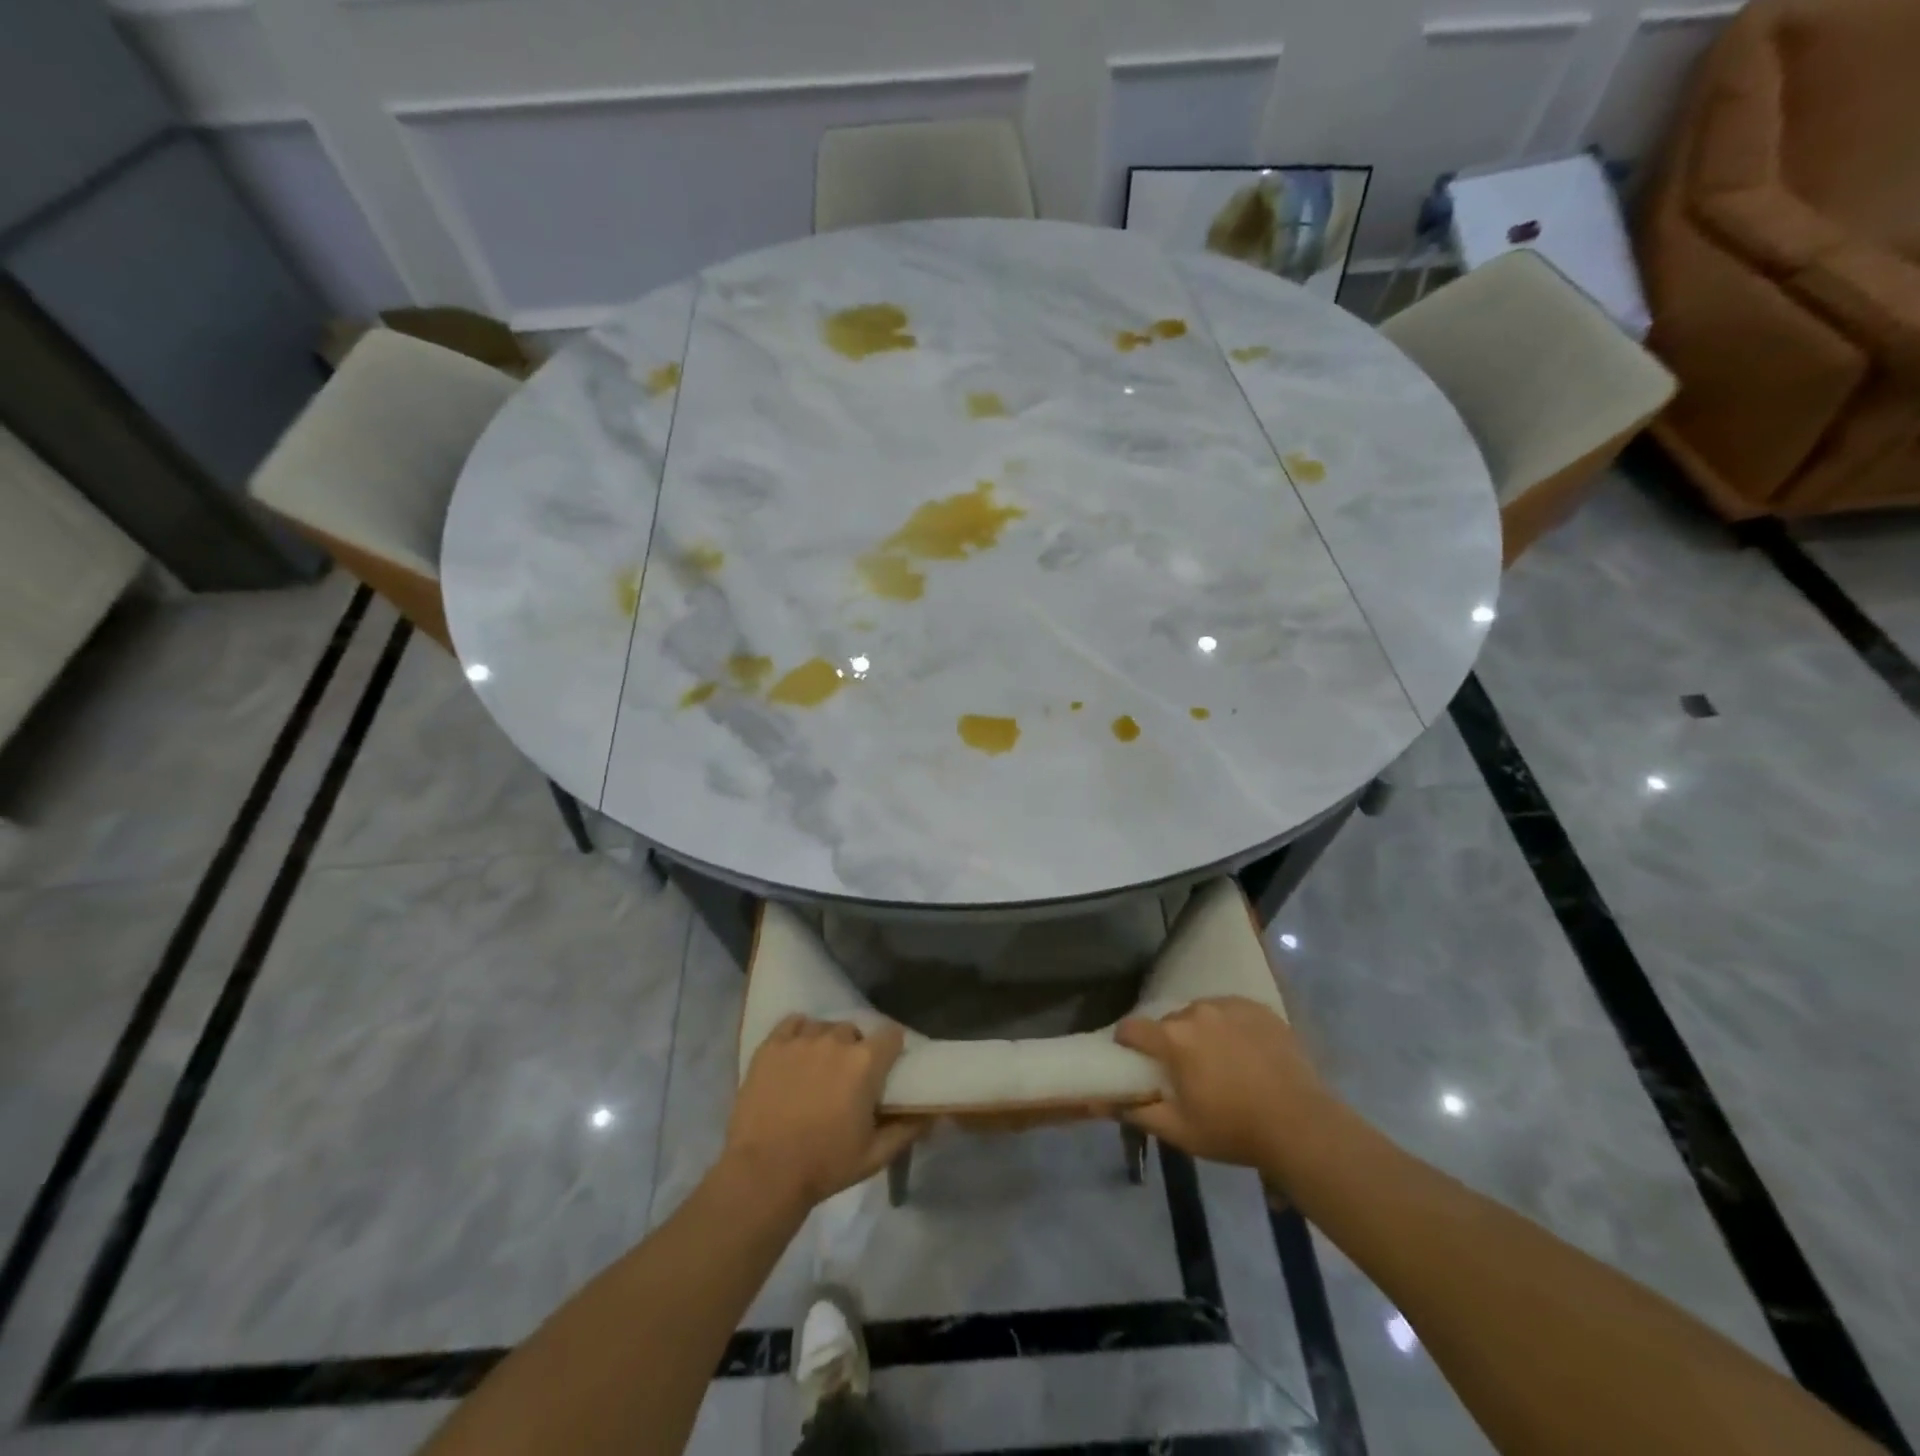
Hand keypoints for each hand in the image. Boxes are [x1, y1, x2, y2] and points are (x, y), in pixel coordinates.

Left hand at [723, 1016, 921, 1209]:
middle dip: (855, 1051)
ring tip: (817, 1070)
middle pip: (855, 1031)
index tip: (886, 1067)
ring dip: (826, 1044)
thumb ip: (907, 1129)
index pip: (892, 1034)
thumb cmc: (825, 1165)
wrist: (763, 1174)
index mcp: (866, 1062)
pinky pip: (793, 1023)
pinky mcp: (771, 1045)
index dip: (891, 1049)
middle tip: (847, 1079)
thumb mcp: (875, 1155)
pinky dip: (799, 1034)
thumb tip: (931, 1113)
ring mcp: (801, 1039)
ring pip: (824, 1027)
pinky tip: (796, 1055)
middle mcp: (836, 1040)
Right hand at [1116, 997, 1338, 1176]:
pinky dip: (1229, 1027)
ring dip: (1200, 1032)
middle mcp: (1197, 1012)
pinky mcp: (1258, 1009)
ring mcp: (1230, 1006)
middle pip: (1169, 1022)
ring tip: (1218, 1061)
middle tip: (1183, 1070)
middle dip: (1169, 1042)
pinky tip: (1244, 1052)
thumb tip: (1106, 1103)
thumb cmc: (1234, 1130)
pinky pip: (1231, 1011)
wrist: (1302, 1125)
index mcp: (1173, 1038)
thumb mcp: (1180, 1131)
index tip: (1132, 1057)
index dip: (1127, 1042)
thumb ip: (1139, 1114)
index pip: (1132, 1028)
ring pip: (1201, 1014)